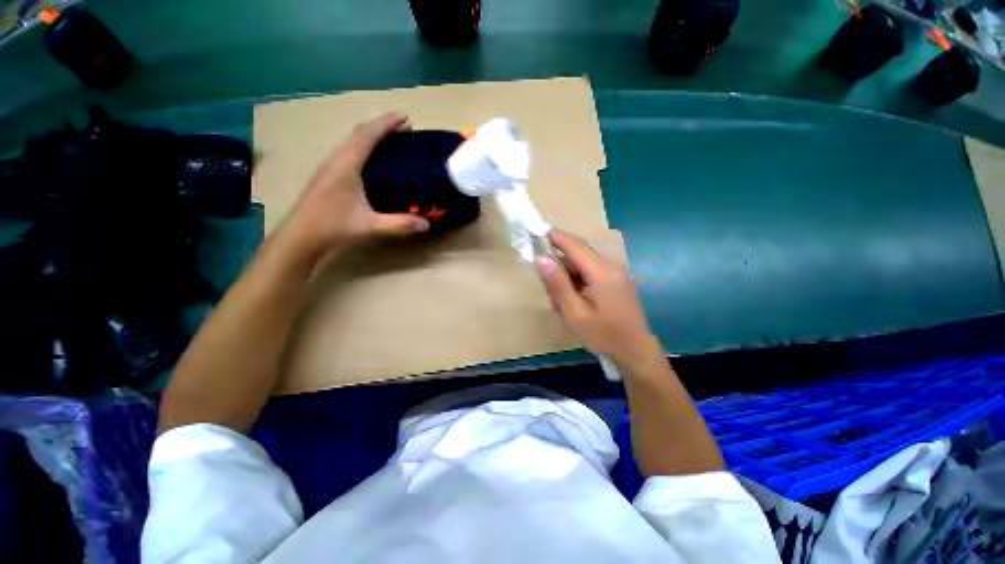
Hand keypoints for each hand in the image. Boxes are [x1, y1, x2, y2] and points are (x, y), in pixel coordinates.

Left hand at [284, 113, 429, 256]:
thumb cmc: (334, 226)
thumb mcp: (371, 225)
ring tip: (390, 138)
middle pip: (359, 132)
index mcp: (347, 165)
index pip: (367, 136)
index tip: (405, 117)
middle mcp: (336, 158)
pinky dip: (362, 144)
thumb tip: (427, 224)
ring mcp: (329, 164)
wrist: (301, 233)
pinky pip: (347, 148)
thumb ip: (400, 224)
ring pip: (351, 139)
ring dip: (371, 134)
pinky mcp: (327, 171)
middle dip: (381, 125)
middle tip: (403, 128)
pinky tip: (370, 156)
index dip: (386, 123)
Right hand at [535, 230, 662, 370]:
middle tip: (549, 290)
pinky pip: (590, 275)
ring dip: (567, 279)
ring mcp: (615, 274)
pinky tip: (574, 304)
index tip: (535, 232)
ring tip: (562, 305)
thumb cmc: (604, 336)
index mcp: (602, 272)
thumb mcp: (574, 313)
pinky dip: (577, 284)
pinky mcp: (616, 283)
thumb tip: (541, 258)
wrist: (637, 353)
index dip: (554, 236)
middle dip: (559, 266)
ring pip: (582, 266)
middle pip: (577, 255)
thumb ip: (558, 284)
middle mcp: (610, 267)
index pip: (574, 245)